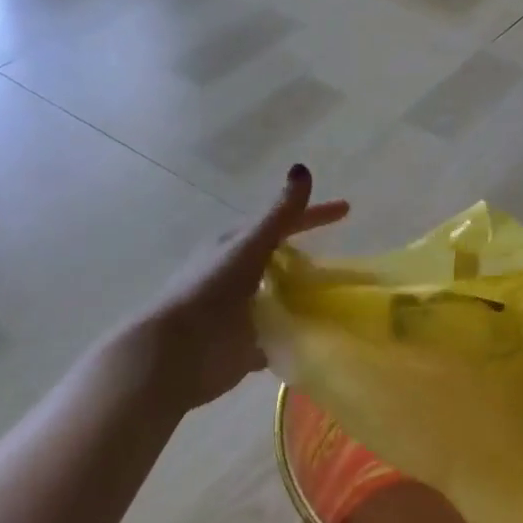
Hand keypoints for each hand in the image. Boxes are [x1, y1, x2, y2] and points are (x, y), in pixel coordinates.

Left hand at [125, 164, 348, 413]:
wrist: (175, 353)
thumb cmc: (209, 292)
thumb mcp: (248, 247)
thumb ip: (279, 214)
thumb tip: (302, 168)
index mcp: (236, 246)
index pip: (284, 223)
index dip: (314, 215)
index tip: (347, 209)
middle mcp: (239, 275)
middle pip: (282, 261)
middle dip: (309, 258)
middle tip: (346, 260)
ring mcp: (244, 311)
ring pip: (281, 297)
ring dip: (305, 296)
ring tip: (342, 298)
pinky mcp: (247, 345)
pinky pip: (280, 335)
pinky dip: (297, 333)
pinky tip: (321, 334)